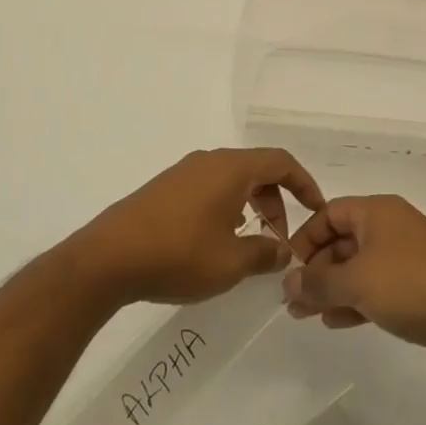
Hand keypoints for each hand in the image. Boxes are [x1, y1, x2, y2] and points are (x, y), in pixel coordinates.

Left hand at [74, 148, 324, 306]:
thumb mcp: (230, 263)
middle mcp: (209, 161)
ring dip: (250, 204)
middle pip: (256, 169)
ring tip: (251, 241)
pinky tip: (216, 239)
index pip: (280, 162)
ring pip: (231, 179)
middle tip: (280, 237)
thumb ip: (264, 254)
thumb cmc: (178, 255)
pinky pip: (208, 188)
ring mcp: (183, 173)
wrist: (108, 258)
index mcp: (231, 169)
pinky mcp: (164, 189)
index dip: (304, 183)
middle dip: (276, 200)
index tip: (317, 209)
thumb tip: (284, 250)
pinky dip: (225, 206)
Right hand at [281, 195, 425, 371]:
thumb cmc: (412, 287)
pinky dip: (354, 301)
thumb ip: (318, 282)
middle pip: (341, 241)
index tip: (287, 269)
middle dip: (316, 270)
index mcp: (377, 212)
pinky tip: (335, 322)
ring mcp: (404, 257)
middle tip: (293, 302)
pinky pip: (375, 287)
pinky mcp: (415, 286)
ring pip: (357, 267)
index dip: (305, 238)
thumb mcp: (357, 282)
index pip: (329, 213)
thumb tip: (287, 282)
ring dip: (331, 289)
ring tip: (305, 317)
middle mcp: (390, 228)